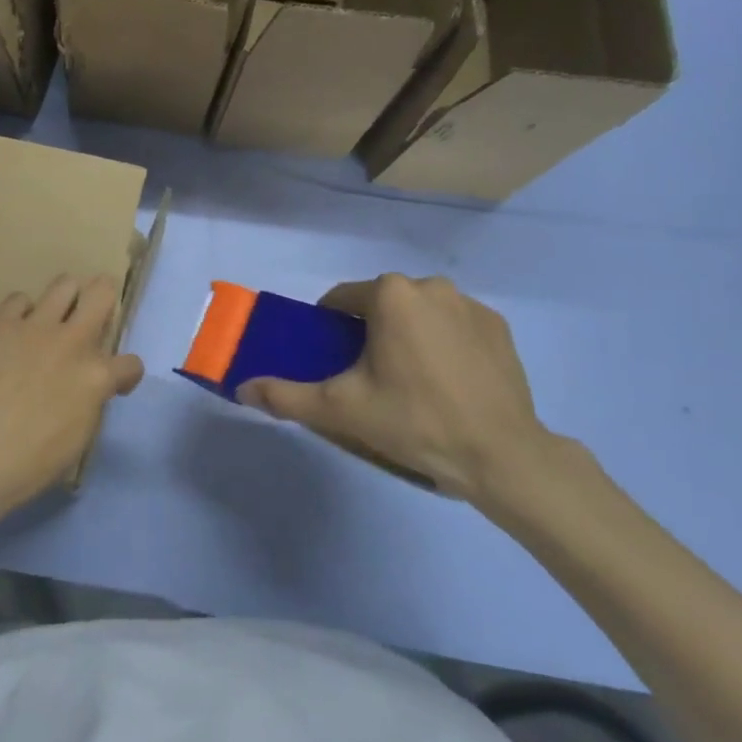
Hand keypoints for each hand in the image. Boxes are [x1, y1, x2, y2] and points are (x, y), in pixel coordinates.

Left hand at [0, 275, 143, 531]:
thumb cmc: (31, 463)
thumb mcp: (80, 437)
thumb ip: (92, 400)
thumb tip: (90, 387)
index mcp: (97, 376)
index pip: (130, 363)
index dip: (125, 375)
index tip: (115, 384)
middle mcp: (73, 341)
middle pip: (102, 292)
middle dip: (104, 300)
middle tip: (95, 315)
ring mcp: (36, 328)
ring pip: (64, 283)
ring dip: (66, 298)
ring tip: (57, 316)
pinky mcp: (1, 325)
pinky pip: (18, 299)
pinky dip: (21, 312)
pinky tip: (17, 331)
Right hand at [237, 274, 554, 502]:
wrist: (501, 455)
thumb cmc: (413, 421)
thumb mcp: (341, 410)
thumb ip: (285, 395)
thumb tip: (241, 387)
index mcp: (390, 294)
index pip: (342, 300)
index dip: (330, 329)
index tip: (336, 364)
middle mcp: (430, 285)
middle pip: (381, 304)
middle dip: (370, 332)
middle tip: (371, 379)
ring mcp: (470, 304)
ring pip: (419, 312)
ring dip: (407, 335)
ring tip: (412, 383)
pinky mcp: (498, 326)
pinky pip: (454, 325)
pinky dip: (443, 343)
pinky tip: (448, 381)